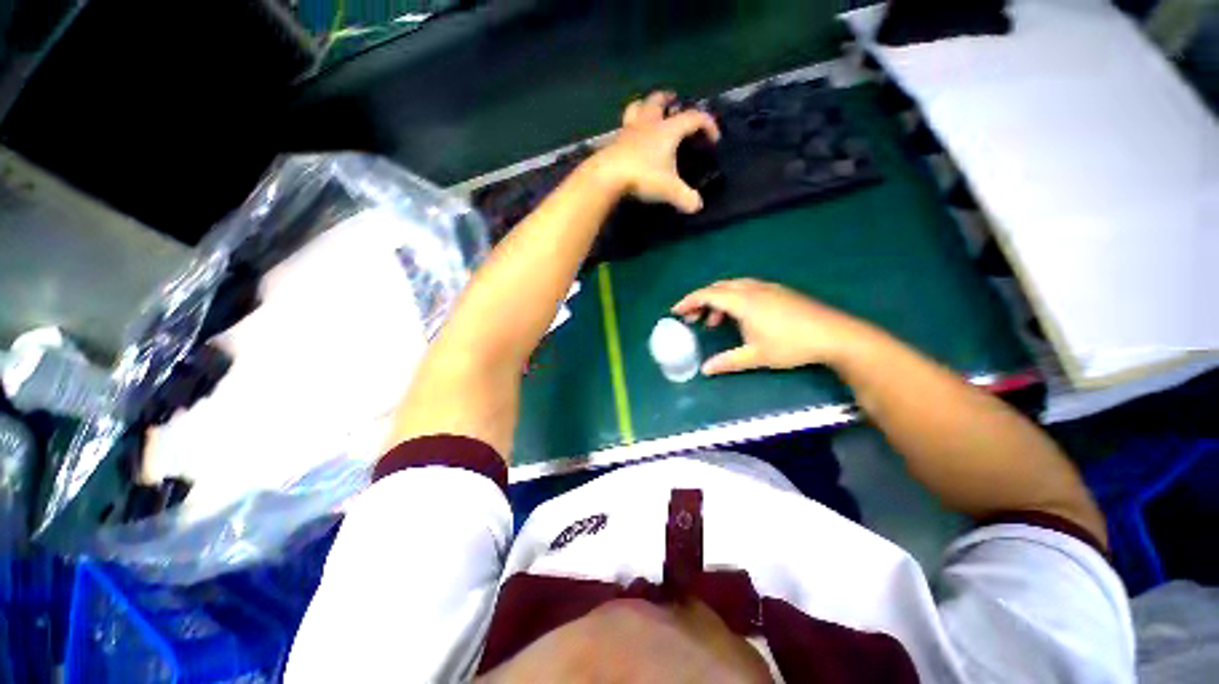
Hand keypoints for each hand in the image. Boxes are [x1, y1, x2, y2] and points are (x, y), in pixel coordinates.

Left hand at [585, 91, 720, 212]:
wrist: (608, 176)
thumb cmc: (643, 177)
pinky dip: (629, 128)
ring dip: (645, 105)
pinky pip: (623, 128)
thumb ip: (686, 198)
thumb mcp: (669, 190)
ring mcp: (628, 130)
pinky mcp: (614, 141)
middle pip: (659, 100)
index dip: (707, 124)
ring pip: (637, 107)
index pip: (693, 118)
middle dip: (668, 99)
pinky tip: (630, 138)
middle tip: (673, 100)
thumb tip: (697, 206)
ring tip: (649, 110)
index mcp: (668, 130)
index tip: (714, 139)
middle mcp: (649, 123)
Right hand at [672, 279, 873, 375]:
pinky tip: (739, 317)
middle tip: (692, 319)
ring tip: (714, 323)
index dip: (689, 302)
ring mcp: (768, 288)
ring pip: (733, 287)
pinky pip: (746, 289)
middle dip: (701, 301)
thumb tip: (705, 369)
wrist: (835, 335)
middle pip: (718, 287)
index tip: (676, 312)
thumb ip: (727, 361)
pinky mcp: (779, 292)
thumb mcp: (756, 356)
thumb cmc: (791, 345)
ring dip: (718, 301)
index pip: (708, 295)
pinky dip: (733, 300)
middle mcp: (752, 289)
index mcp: (743, 301)